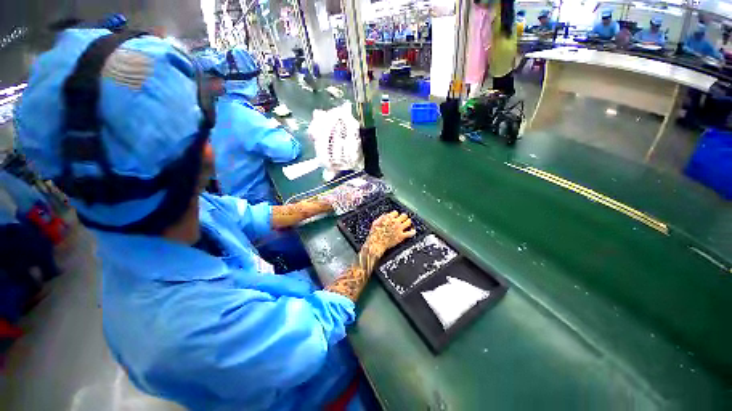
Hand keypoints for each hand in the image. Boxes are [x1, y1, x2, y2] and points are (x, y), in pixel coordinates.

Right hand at [365, 211, 415, 255]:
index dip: (396, 215)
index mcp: (388, 218)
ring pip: (408, 222)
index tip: (396, 217)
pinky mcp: (401, 236)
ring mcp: (399, 229)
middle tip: (404, 218)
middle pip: (404, 216)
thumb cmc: (374, 234)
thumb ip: (381, 218)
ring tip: (408, 223)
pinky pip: (410, 233)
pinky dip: (413, 232)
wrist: (376, 244)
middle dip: (404, 217)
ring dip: (409, 222)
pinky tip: (413, 231)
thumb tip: (385, 215)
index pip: (396, 213)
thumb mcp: (375, 222)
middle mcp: (395, 222)